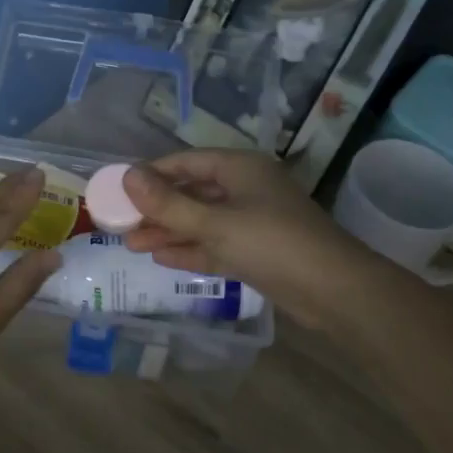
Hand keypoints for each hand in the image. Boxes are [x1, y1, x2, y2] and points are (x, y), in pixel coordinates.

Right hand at [122, 150, 379, 328]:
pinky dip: (190, 249)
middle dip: (156, 208)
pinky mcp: (256, 251)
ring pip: (201, 221)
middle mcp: (245, 188)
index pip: (185, 162)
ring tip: (131, 244)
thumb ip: (169, 204)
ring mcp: (252, 221)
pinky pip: (215, 244)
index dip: (151, 174)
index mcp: (239, 168)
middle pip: (191, 192)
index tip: (118, 189)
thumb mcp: (214, 223)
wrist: (333, 290)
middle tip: (120, 223)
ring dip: (169, 231)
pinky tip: (161, 257)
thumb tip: (128, 176)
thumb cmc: (272, 243)